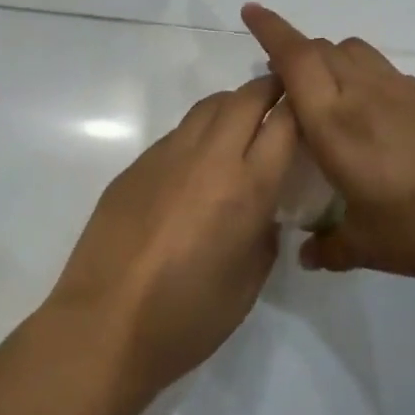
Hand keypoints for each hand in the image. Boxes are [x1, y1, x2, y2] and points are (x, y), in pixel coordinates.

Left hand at [45, 75, 296, 399]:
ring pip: (207, 107)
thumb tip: (262, 213)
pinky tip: (197, 162)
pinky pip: (176, 134)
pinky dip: (198, 133)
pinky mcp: (134, 167)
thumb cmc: (187, 317)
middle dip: (269, 89)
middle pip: (245, 98)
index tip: (310, 109)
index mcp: (247, 188)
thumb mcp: (249, 283)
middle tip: (281, 96)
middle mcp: (209, 159)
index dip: (301, 108)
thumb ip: (264, 236)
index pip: (285, 124)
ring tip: (241, 122)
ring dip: (231, 105)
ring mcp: (166, 157)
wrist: (105, 325)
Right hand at [241, 3, 414, 285]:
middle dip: (295, 52)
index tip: (250, 11)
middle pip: (322, 48)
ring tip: (326, 96)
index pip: (296, 60)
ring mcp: (404, 90)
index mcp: (337, 126)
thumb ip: (332, 248)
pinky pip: (383, 72)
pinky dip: (363, 79)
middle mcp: (365, 96)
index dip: (270, 30)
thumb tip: (308, 255)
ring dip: (330, 60)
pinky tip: (373, 121)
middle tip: (283, 83)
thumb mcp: (372, 248)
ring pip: (354, 52)